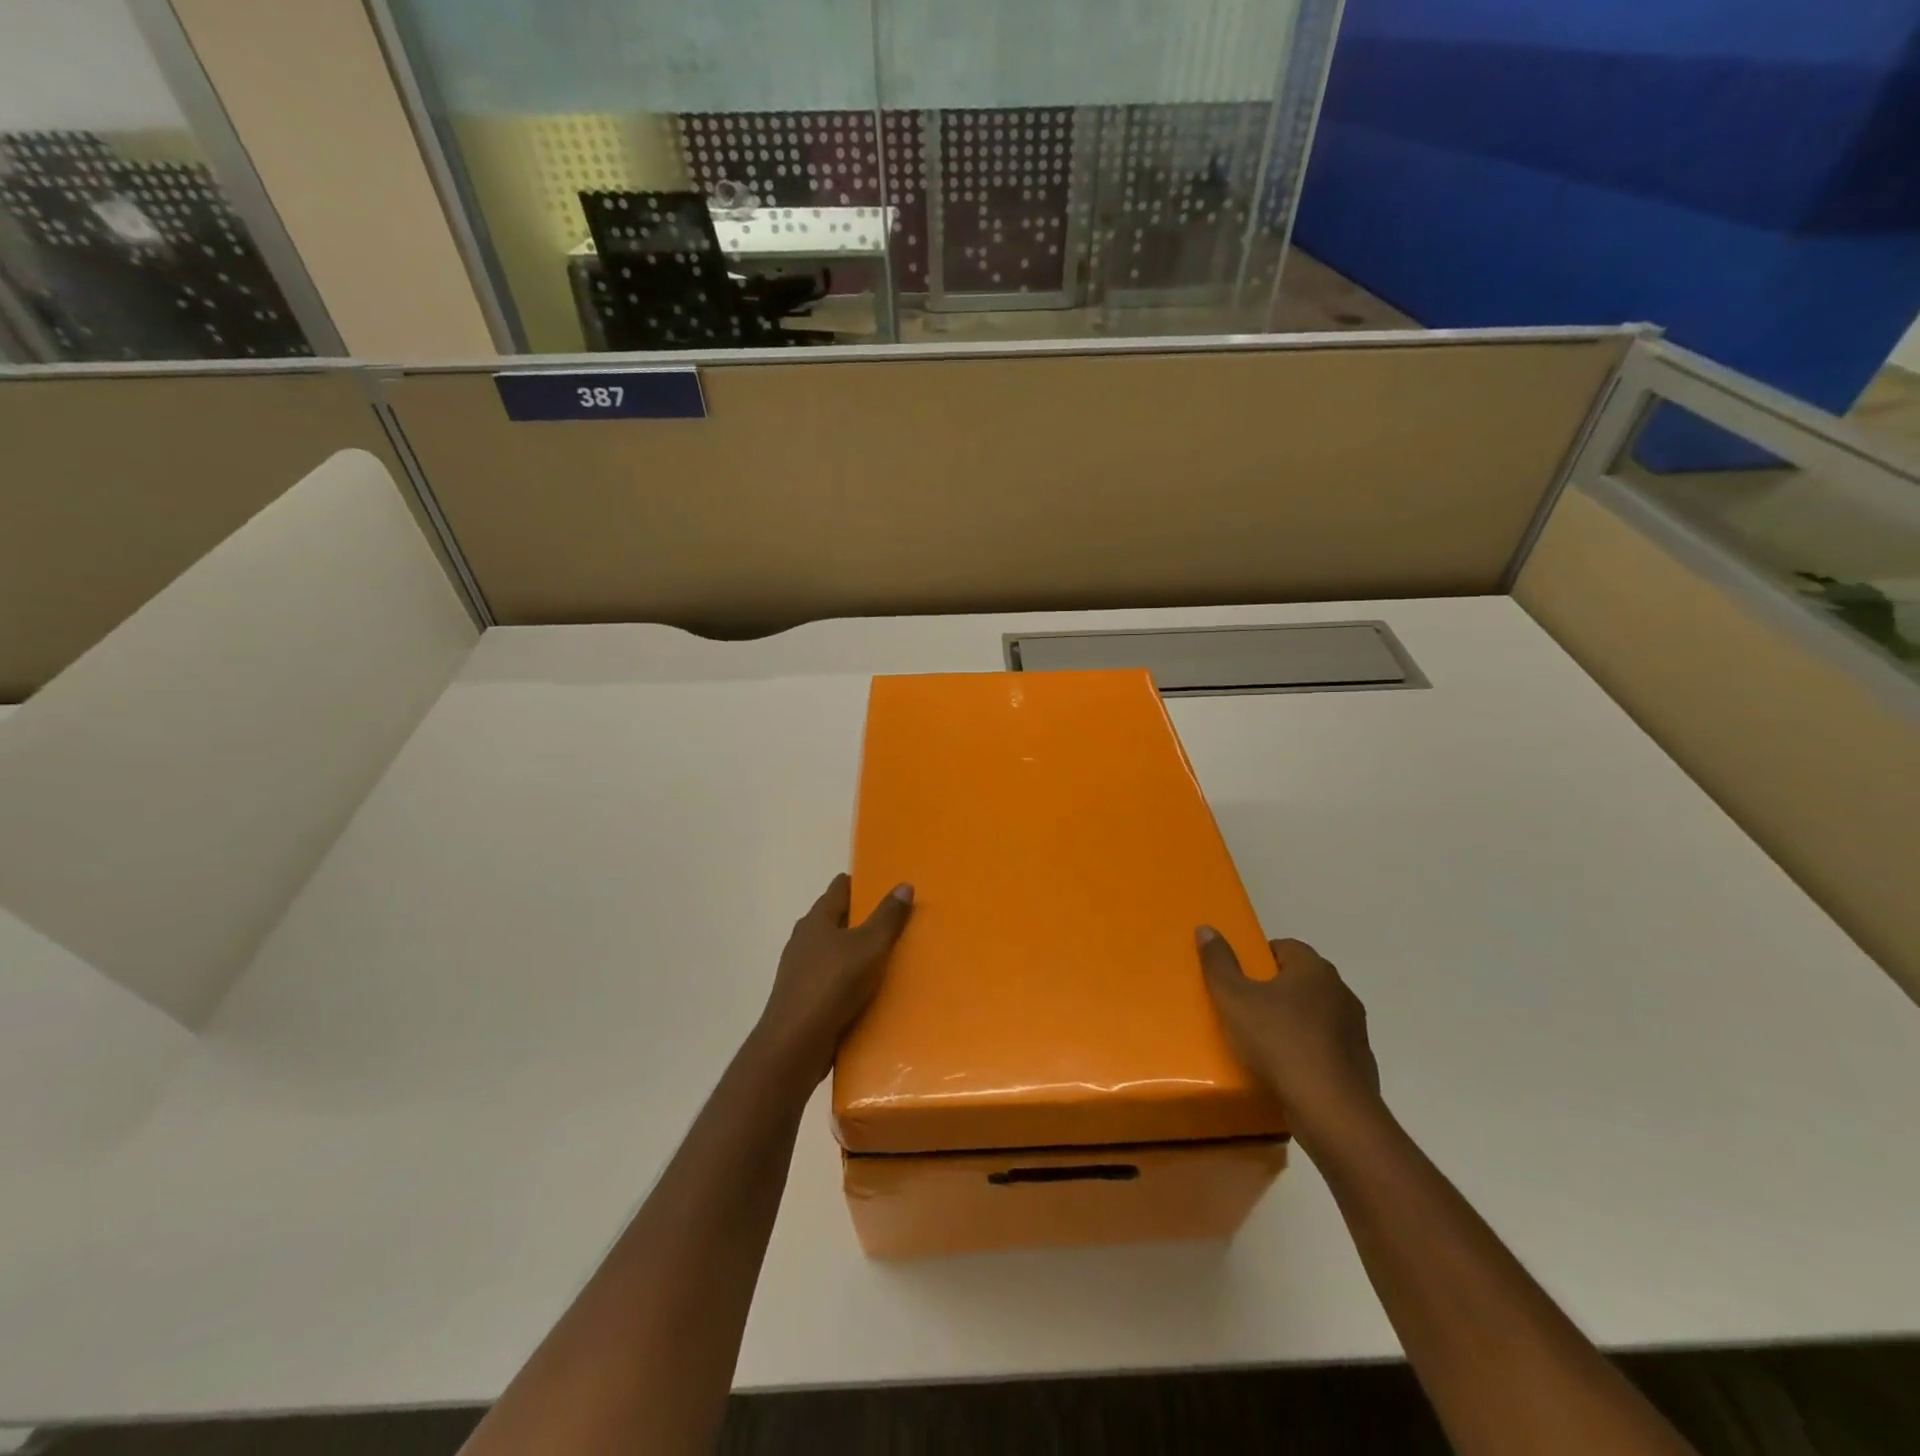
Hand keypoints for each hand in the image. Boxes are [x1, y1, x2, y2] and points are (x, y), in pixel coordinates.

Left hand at [758, 873, 913, 1081]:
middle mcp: (804, 940)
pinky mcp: (802, 999)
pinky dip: (847, 980)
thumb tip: (903, 885)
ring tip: (884, 956)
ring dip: (853, 952)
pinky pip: (830, 980)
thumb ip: (887, 917)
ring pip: (831, 951)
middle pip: (834, 919)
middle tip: (892, 920)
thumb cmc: (833, 985)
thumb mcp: (869, 947)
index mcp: (817, 920)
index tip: (882, 884)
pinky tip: (866, 991)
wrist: (795, 1044)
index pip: (839, 889)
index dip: (859, 883)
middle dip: (859, 918)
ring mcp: (799, 971)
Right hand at [1197, 928, 1382, 1144]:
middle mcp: (1341, 992)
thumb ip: (1218, 963)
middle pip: (1301, 980)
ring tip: (1263, 1041)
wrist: (1331, 1111)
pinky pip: (1327, 1046)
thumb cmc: (1280, 1042)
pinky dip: (1308, 1051)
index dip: (1259, 958)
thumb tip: (1206, 928)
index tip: (1238, 978)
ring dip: (1293, 1021)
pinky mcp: (1360, 1063)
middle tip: (1244, 1007)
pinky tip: (1288, 1069)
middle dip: (1275, 989)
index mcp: (1314, 969)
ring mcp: (1355, 1029)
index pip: (1285, 947)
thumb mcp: (1234, 999)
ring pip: (1316, 1014)